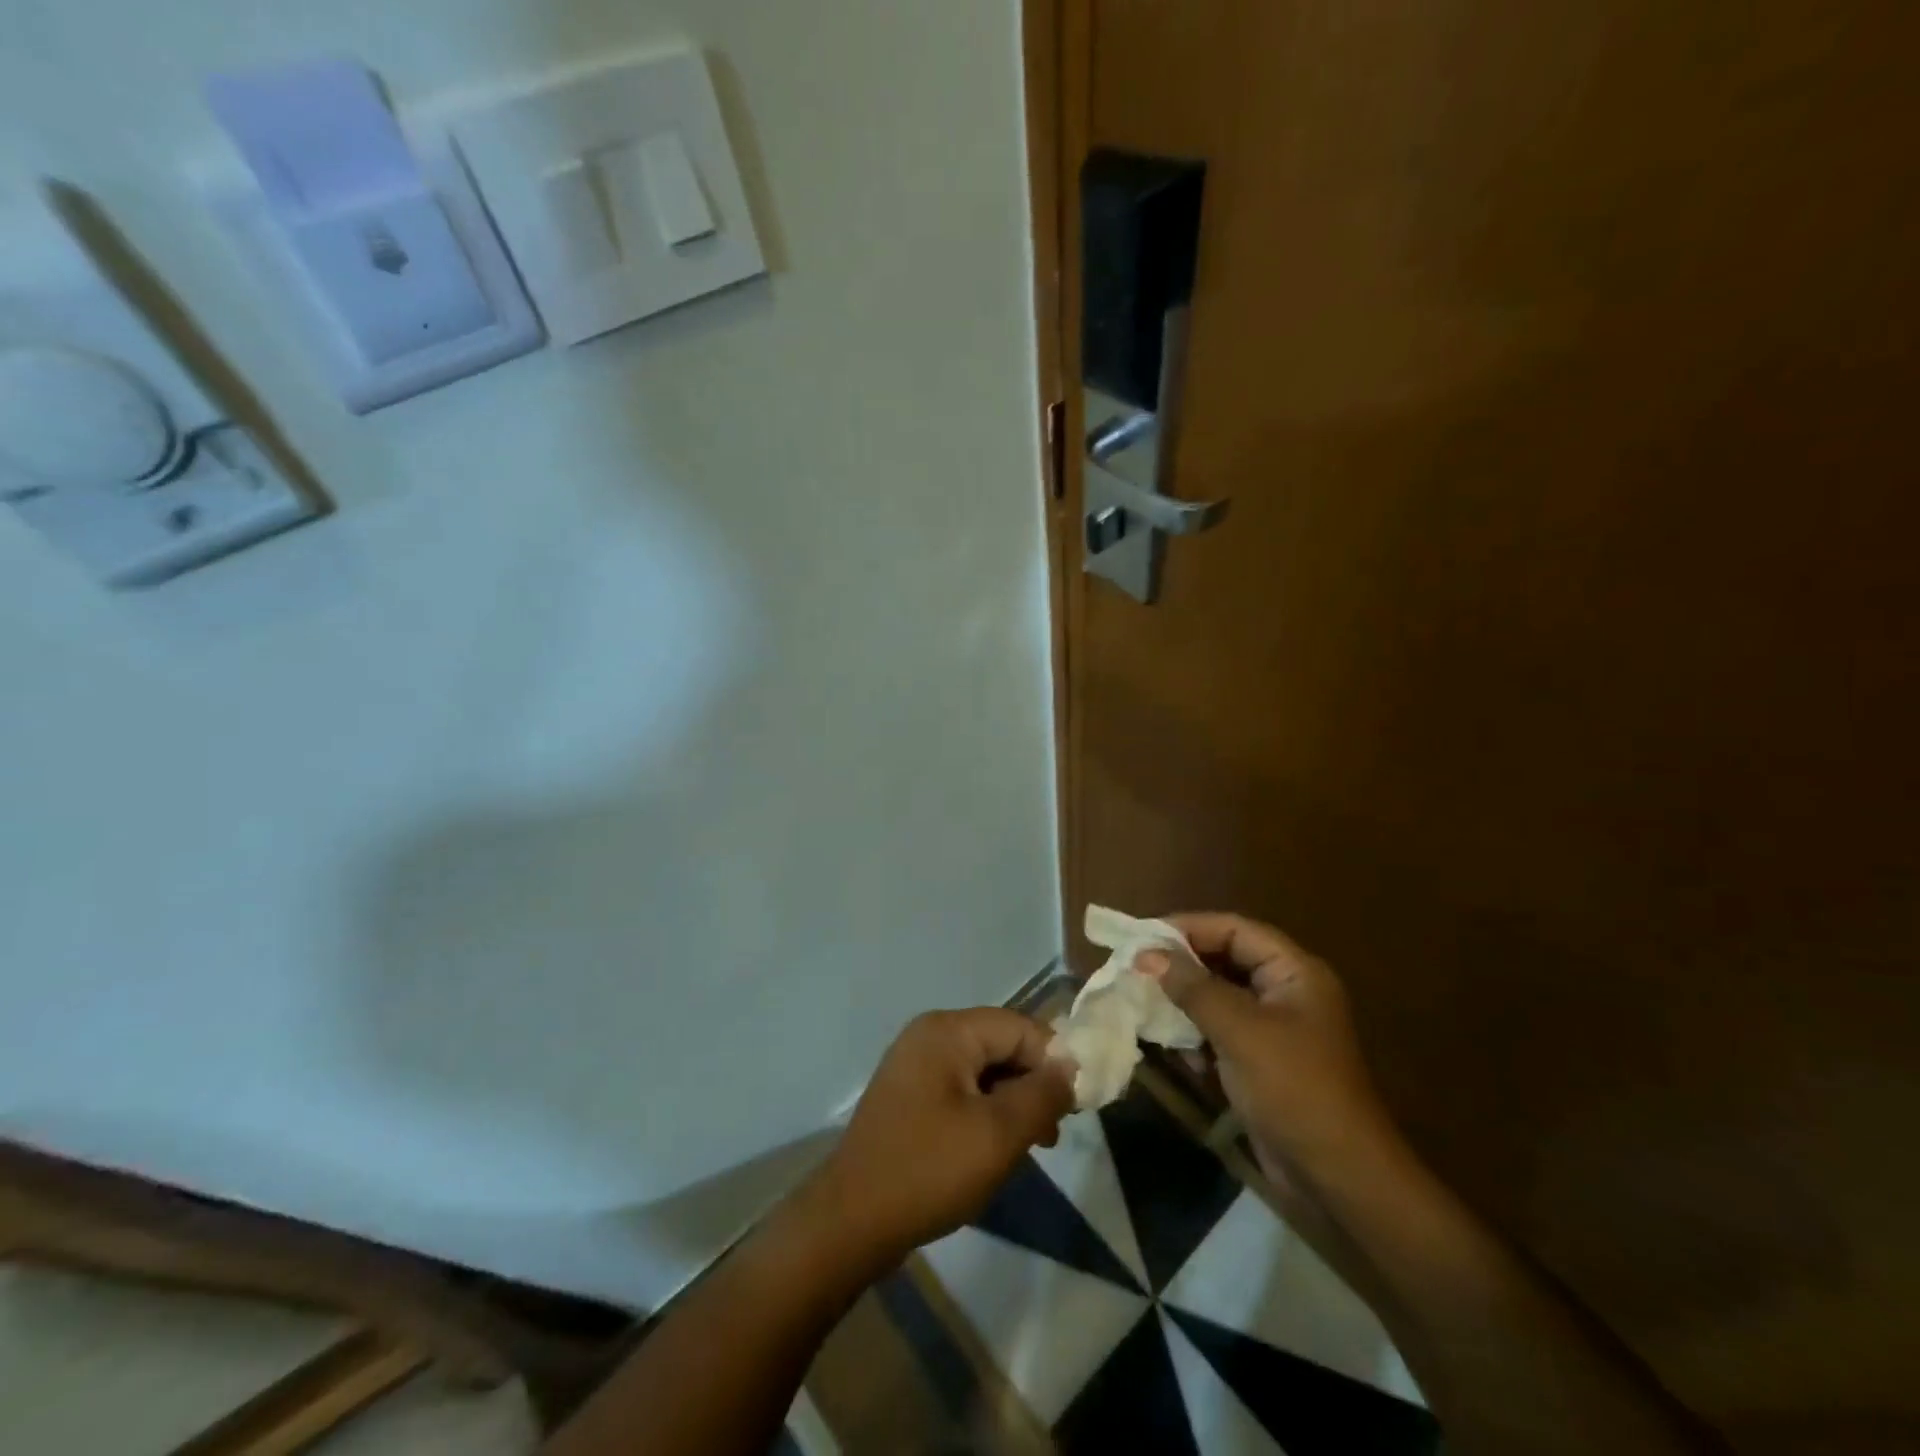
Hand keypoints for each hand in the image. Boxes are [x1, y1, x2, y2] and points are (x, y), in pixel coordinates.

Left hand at [803, 1009, 1075, 1268]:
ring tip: (1032, 1146)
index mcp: (948, 1030)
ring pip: (983, 1070)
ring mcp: (914, 1065)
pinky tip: (995, 1148)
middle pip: (1000, 1045)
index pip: (1020, 1027)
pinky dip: (985, 1112)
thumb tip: (1070, 1066)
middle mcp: (929, 1035)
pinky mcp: (908, 1096)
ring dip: (1012, 1102)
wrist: (851, 1220)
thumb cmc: (929, 1169)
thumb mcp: (999, 1133)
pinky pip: (961, 1090)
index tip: (1074, 1107)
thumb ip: (1042, 1094)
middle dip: (1033, 1084)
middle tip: (1053, 1133)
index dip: (1053, 1062)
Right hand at [1141, 913, 1395, 1178]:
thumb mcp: (1240, 1031)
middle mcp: (1285, 992)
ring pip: (1218, 996)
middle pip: (1225, 960)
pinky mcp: (1261, 1061)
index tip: (1142, 936)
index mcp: (1294, 972)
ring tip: (1142, 1001)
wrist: (1338, 1179)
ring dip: (1183, 1000)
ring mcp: (1274, 1029)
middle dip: (1181, 965)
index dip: (1189, 928)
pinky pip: (1220, 1031)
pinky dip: (1194, 1034)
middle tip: (1135, 967)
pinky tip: (1169, 1046)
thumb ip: (1192, 988)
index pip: (1235, 929)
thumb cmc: (1294, 1089)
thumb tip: (1146, 954)